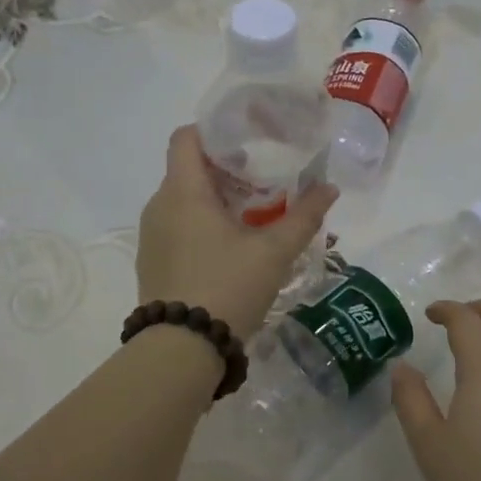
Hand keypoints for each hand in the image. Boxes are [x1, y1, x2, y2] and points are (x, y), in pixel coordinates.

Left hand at [136, 125, 337, 338]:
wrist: (181, 349)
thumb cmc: (227, 287)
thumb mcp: (274, 252)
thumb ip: (303, 216)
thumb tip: (329, 188)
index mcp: (183, 192)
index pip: (186, 137)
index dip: (215, 131)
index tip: (248, 142)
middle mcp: (159, 206)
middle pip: (188, 169)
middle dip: (225, 169)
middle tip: (263, 180)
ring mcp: (152, 236)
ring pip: (183, 202)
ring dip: (215, 201)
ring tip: (253, 215)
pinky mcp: (153, 263)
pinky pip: (177, 228)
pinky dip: (202, 226)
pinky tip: (231, 249)